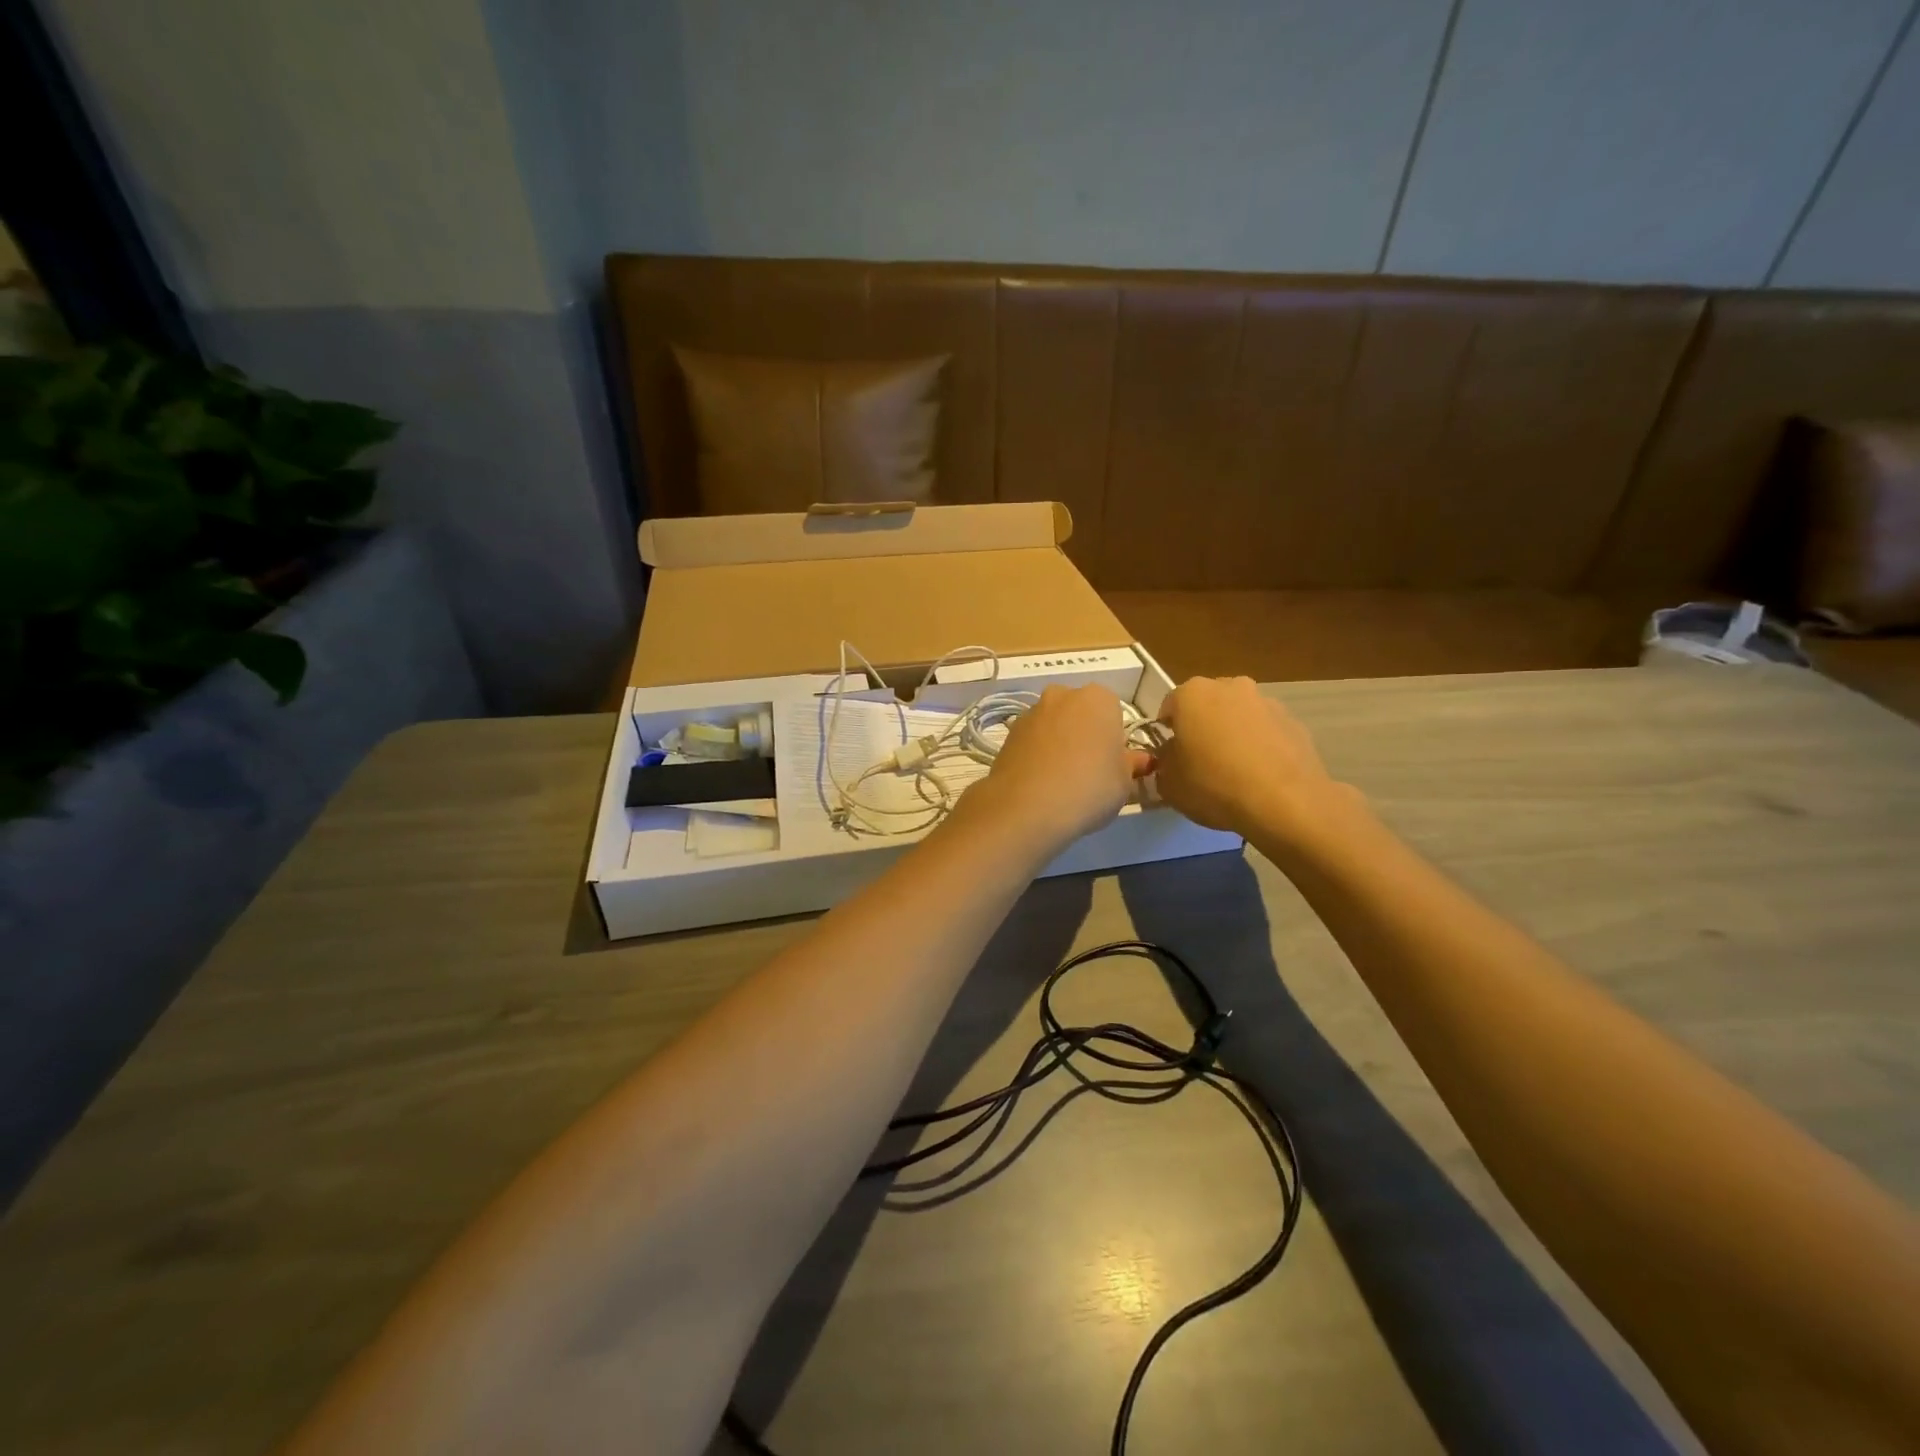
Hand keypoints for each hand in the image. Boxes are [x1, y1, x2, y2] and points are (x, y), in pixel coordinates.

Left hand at [960, 685, 1152, 852]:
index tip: (1111, 763)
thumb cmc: (1089, 788)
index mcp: (1098, 698)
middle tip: (1088, 770)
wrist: (1027, 807)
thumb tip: (1139, 760)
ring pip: (1053, 725)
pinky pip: (1032, 740)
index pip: (1113, 712)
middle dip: (1084, 734)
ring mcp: (1031, 712)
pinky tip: (1039, 782)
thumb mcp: (1124, 782)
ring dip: (1059, 742)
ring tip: (1061, 779)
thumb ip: (1131, 765)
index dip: (1114, 739)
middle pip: (1080, 713)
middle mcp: (1062, 695)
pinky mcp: (1008, 734)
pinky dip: (1037, 754)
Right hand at [1153, 677, 1354, 841]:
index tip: (1170, 756)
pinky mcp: (1294, 722)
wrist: (1285, 802)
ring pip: (1239, 715)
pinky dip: (1260, 746)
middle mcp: (1230, 687)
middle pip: (1207, 705)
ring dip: (1233, 734)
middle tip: (1201, 760)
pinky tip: (1260, 776)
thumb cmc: (1214, 785)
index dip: (1166, 733)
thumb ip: (1164, 763)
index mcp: (1192, 694)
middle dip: (1202, 726)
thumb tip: (1172, 757)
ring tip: (1234, 771)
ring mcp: (1266, 702)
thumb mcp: (1169, 784)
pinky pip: (1266, 731)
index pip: (1169, 707)